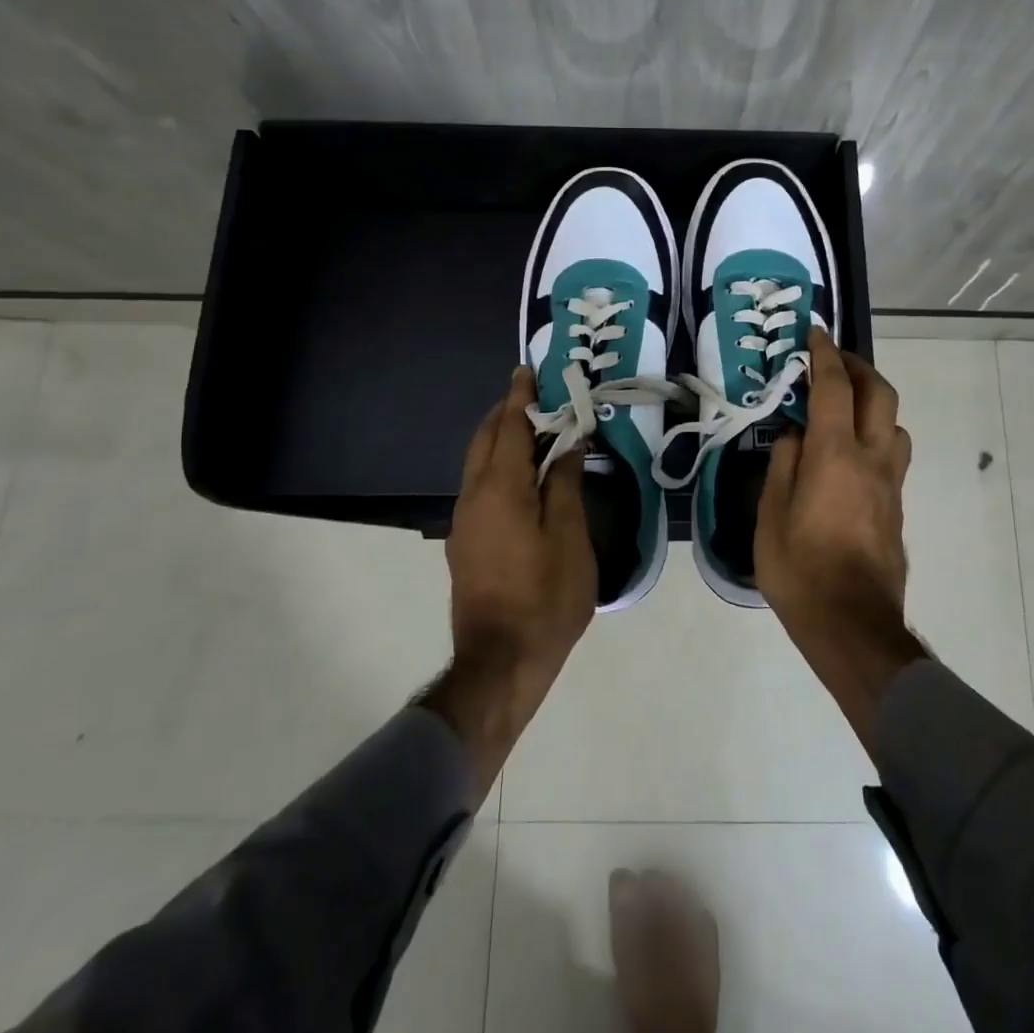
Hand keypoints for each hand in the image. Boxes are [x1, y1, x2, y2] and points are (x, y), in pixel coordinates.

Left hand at [423, 367, 594, 797]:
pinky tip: (523, 478)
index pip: (508, 427)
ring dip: (501, 440)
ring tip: (534, 432)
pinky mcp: (466, 542)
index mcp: (500, 489)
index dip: (520, 397)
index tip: (527, 370)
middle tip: (535, 398)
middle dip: (506, 414)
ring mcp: (464, 522)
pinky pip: (479, 487)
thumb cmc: (545, 597)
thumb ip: (564, 484)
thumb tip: (566, 444)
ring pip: (478, 464)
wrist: (500, 662)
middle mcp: (473, 497)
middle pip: (485, 440)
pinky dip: (498, 467)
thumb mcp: (569, 537)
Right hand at [756, 327, 924, 744]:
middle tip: (835, 360)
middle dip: (859, 367)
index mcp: (835, 455)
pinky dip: (876, 433)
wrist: (853, 625)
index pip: (834, 388)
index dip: (825, 354)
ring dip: (874, 401)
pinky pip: (892, 452)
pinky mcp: (897, 506)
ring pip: (894, 423)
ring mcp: (890, 483)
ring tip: (845, 406)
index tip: (815, 333)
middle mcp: (872, 459)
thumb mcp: (770, 516)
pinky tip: (851, 451)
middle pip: (880, 394)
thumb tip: (795, 436)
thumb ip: (783, 466)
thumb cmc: (800, 570)